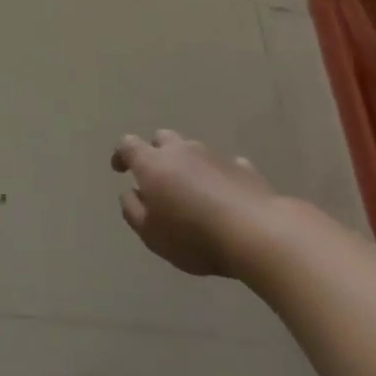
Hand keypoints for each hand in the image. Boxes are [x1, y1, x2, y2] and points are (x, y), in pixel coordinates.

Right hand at [112, 130, 279, 277]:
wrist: (256, 233)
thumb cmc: (193, 236)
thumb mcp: (150, 234)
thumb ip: (133, 210)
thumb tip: (131, 193)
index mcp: (152, 164)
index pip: (128, 145)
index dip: (121, 155)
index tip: (119, 169)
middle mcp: (181, 151)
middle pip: (162, 139)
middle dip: (155, 153)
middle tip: (157, 178)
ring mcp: (214, 157)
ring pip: (193, 151)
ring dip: (188, 165)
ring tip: (192, 192)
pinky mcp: (244, 169)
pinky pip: (224, 166)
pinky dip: (218, 176)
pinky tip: (224, 196)